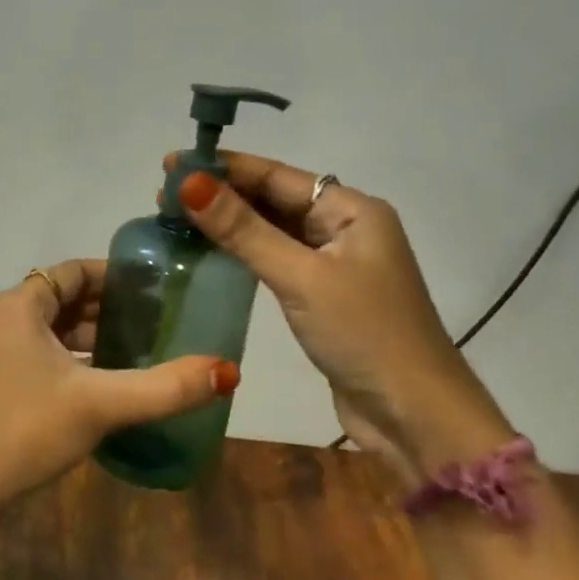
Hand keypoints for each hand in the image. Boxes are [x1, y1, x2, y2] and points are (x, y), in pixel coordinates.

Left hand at [0, 260, 238, 518]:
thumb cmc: (25, 430)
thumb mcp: (99, 404)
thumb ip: (164, 387)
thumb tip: (227, 370)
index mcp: (18, 306)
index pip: (73, 271)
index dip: (115, 276)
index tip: (156, 289)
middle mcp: (1, 319)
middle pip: (63, 298)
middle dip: (108, 308)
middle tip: (158, 322)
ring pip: (52, 331)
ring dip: (91, 337)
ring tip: (140, 350)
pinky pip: (40, 355)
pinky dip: (72, 360)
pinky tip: (103, 384)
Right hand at [168, 152, 509, 471]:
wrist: (414, 416)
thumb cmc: (364, 335)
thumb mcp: (300, 277)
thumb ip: (243, 230)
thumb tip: (189, 182)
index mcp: (352, 210)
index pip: (277, 175)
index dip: (224, 167)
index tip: (172, 163)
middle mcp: (344, 228)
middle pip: (274, 199)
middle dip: (222, 193)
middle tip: (164, 194)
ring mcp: (334, 264)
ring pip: (273, 231)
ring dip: (229, 223)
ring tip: (177, 217)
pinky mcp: (322, 296)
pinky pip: (276, 261)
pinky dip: (243, 254)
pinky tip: (209, 253)